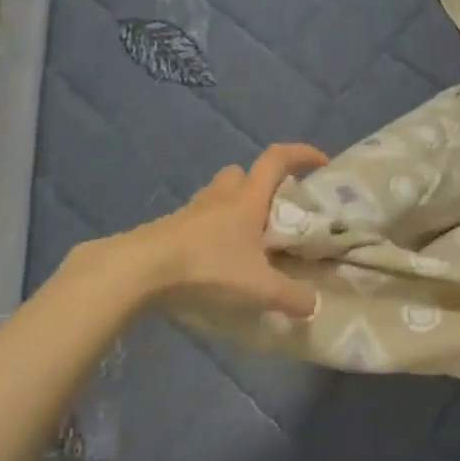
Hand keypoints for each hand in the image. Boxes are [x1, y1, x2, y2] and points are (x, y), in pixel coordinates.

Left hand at [124, 144, 328, 316]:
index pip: (277, 159)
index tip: (320, 162)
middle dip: (259, 186)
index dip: (301, 154)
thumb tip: (312, 305)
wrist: (139, 271)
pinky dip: (211, 235)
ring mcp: (190, 212)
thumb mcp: (259, 288)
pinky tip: (216, 262)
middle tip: (273, 213)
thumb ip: (291, 297)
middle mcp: (220, 197)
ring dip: (233, 210)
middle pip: (241, 173)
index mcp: (247, 199)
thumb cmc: (207, 267)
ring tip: (245, 242)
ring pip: (217, 197)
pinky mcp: (169, 230)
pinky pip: (198, 222)